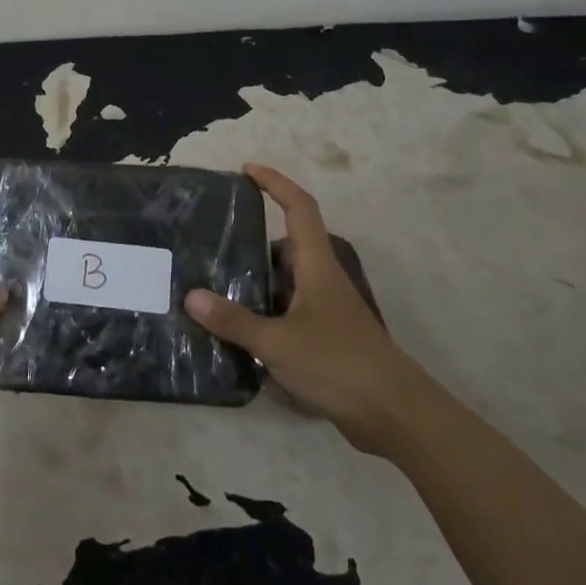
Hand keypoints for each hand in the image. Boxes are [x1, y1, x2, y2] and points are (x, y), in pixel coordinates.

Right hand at [184, 163, 440, 455]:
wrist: (394, 414)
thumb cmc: (338, 364)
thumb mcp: (277, 342)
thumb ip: (234, 320)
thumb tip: (191, 296)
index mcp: (316, 266)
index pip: (298, 208)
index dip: (275, 183)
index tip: (247, 170)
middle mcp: (322, 280)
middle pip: (286, 246)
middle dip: (252, 241)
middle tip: (212, 244)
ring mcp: (326, 310)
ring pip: (284, 282)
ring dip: (254, 281)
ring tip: (213, 286)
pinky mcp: (325, 338)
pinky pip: (286, 311)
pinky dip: (263, 312)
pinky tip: (236, 330)